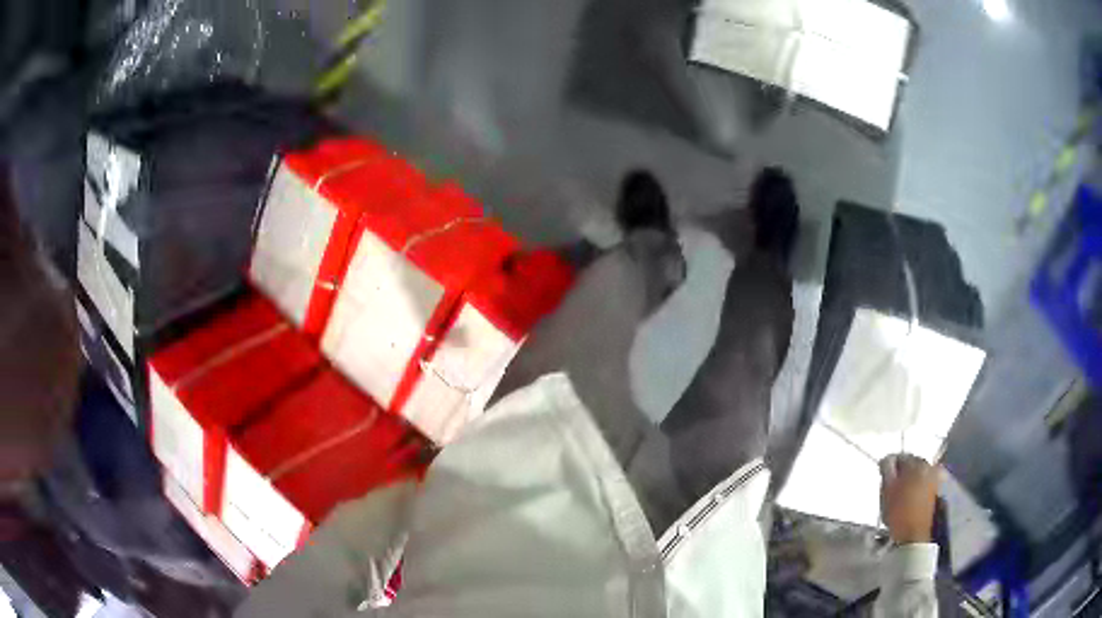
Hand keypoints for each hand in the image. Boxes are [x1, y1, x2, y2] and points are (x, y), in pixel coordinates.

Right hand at [879, 454, 937, 544]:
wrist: (914, 535)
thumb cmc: (899, 511)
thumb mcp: (887, 490)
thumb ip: (886, 470)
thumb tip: (886, 459)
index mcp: (917, 463)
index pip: (900, 456)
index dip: (888, 464)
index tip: (881, 476)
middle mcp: (929, 466)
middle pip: (911, 464)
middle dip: (900, 472)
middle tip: (888, 485)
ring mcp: (934, 479)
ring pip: (917, 474)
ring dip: (907, 480)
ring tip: (897, 493)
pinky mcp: (935, 492)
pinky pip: (923, 483)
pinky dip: (914, 487)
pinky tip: (907, 499)